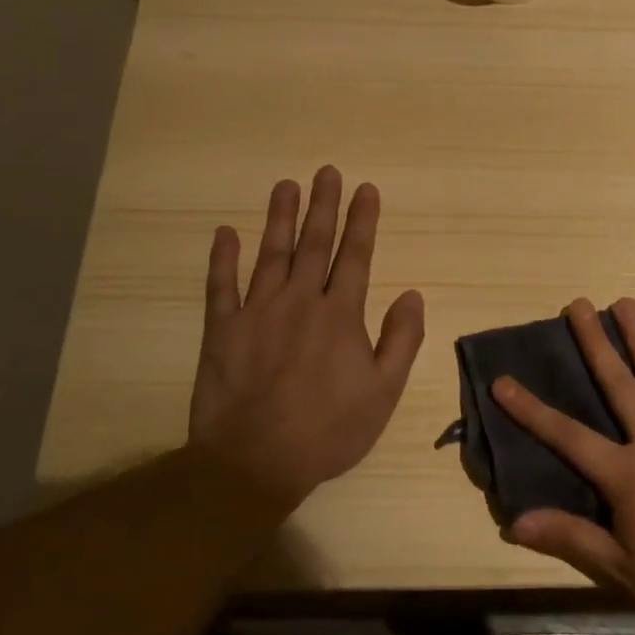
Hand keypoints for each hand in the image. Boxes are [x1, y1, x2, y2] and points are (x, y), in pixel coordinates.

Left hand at [189, 167, 424, 509]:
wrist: (255, 462)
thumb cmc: (328, 430)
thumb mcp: (384, 392)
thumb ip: (401, 339)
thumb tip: (413, 294)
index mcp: (340, 314)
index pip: (355, 255)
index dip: (362, 220)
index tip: (365, 189)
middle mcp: (300, 301)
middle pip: (314, 243)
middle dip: (323, 205)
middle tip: (326, 171)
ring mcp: (257, 312)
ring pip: (271, 253)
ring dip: (280, 217)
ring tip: (286, 184)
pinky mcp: (222, 329)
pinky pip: (220, 286)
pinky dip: (222, 258)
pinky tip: (225, 232)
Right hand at [494, 298, 634, 634]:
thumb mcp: (622, 571)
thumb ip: (570, 537)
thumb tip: (513, 522)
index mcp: (628, 474)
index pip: (567, 435)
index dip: (530, 409)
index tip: (503, 380)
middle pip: (619, 383)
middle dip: (595, 341)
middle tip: (578, 304)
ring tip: (625, 303)